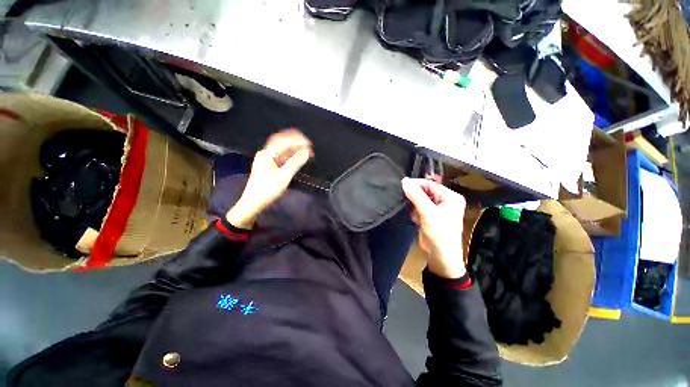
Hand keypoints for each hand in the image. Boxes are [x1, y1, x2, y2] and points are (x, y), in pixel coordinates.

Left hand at [226, 129, 312, 228]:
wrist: (253, 202)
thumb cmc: (267, 189)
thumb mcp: (283, 176)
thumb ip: (295, 163)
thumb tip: (306, 152)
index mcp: (267, 154)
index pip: (283, 140)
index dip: (297, 139)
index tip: (309, 143)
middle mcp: (266, 153)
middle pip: (281, 140)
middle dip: (295, 140)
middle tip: (308, 144)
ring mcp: (266, 159)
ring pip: (281, 148)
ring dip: (293, 147)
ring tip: (305, 149)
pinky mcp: (268, 165)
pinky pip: (280, 155)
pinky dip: (289, 154)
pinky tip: (296, 156)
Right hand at [402, 178, 466, 278]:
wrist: (440, 257)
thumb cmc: (440, 234)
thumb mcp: (428, 213)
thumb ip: (416, 196)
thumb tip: (404, 181)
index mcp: (450, 197)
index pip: (430, 185)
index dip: (416, 184)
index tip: (402, 185)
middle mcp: (444, 200)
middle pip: (424, 191)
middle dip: (414, 197)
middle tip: (405, 199)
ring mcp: (436, 209)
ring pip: (419, 200)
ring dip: (414, 206)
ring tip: (414, 214)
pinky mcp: (429, 216)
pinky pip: (418, 208)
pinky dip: (414, 212)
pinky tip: (416, 220)